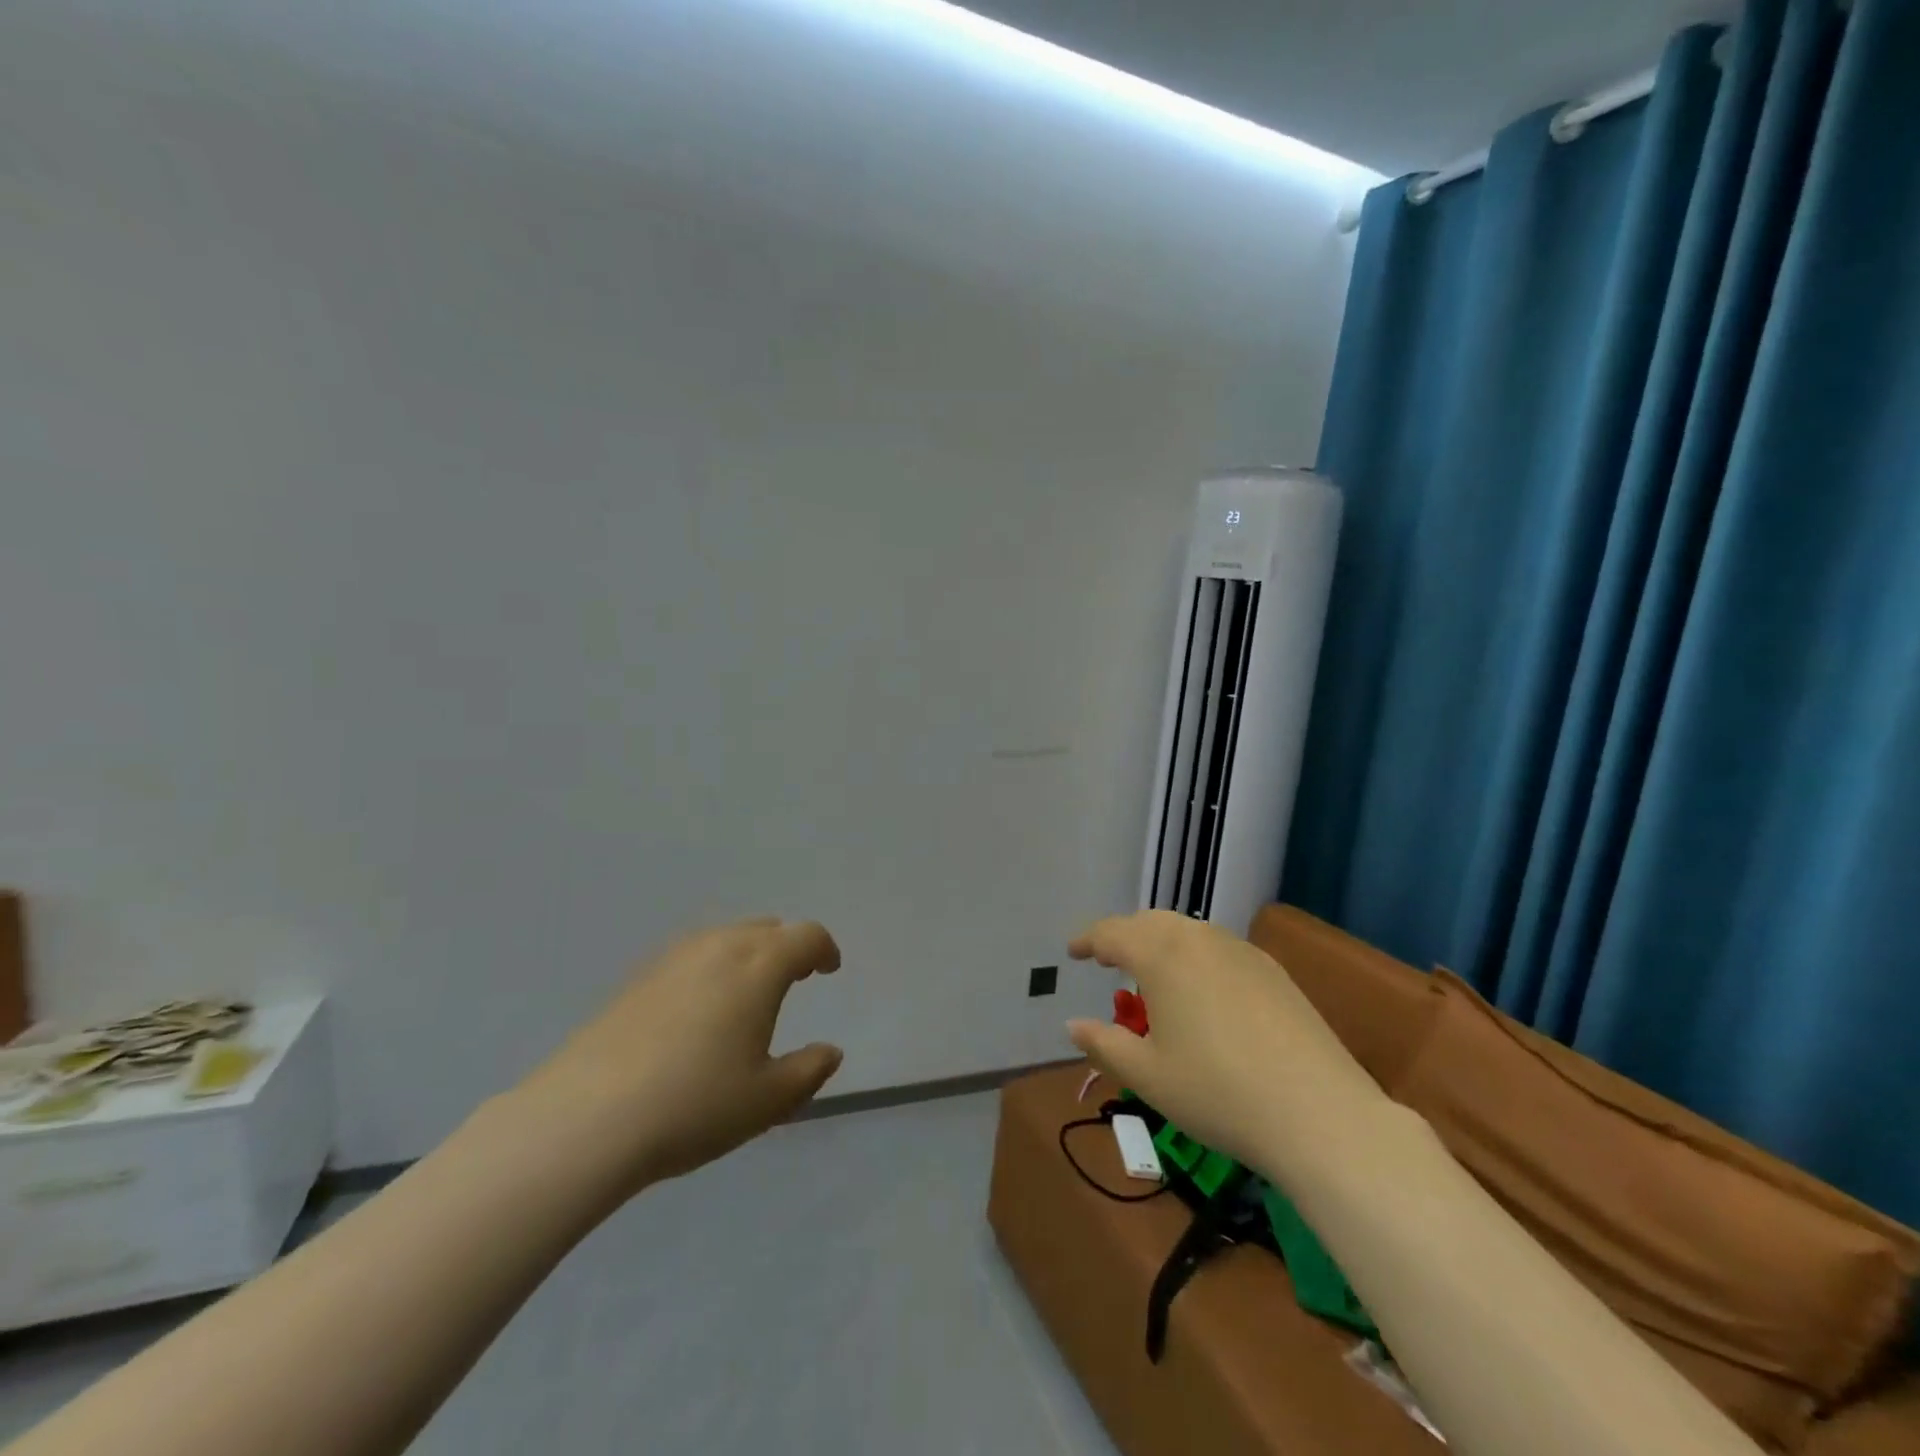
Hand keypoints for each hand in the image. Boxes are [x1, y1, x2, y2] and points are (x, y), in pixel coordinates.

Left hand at [520, 917, 844, 1190]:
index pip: (805, 936)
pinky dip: (711, 966)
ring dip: (749, 953)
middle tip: (795, 977)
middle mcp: (719, 947)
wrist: (586, 1119)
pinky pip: (691, 955)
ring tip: (748, 991)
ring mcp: (673, 958)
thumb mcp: (767, 1100)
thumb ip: (809, 1071)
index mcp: (759, 966)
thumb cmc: (694, 1105)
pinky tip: (698, 1008)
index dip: (824, 949)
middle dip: (788, 947)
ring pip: (725, 937)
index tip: (830, 969)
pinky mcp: (637, 978)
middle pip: (766, 928)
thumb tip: (830, 1052)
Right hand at [1066, 911, 1384, 1177]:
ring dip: (1160, 943)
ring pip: (1188, 932)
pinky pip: (1219, 948)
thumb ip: (1104, 1044)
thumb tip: (1072, 1025)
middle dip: (1124, 936)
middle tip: (1107, 959)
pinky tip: (1200, 990)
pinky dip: (1195, 956)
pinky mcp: (1273, 971)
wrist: (1319, 1113)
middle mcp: (1200, 939)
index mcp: (1161, 955)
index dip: (1088, 940)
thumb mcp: (1147, 1076)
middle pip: (1151, 923)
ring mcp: (1242, 951)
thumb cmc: (1217, 1093)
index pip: (1112, 933)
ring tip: (1151, 973)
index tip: (1072, 952)